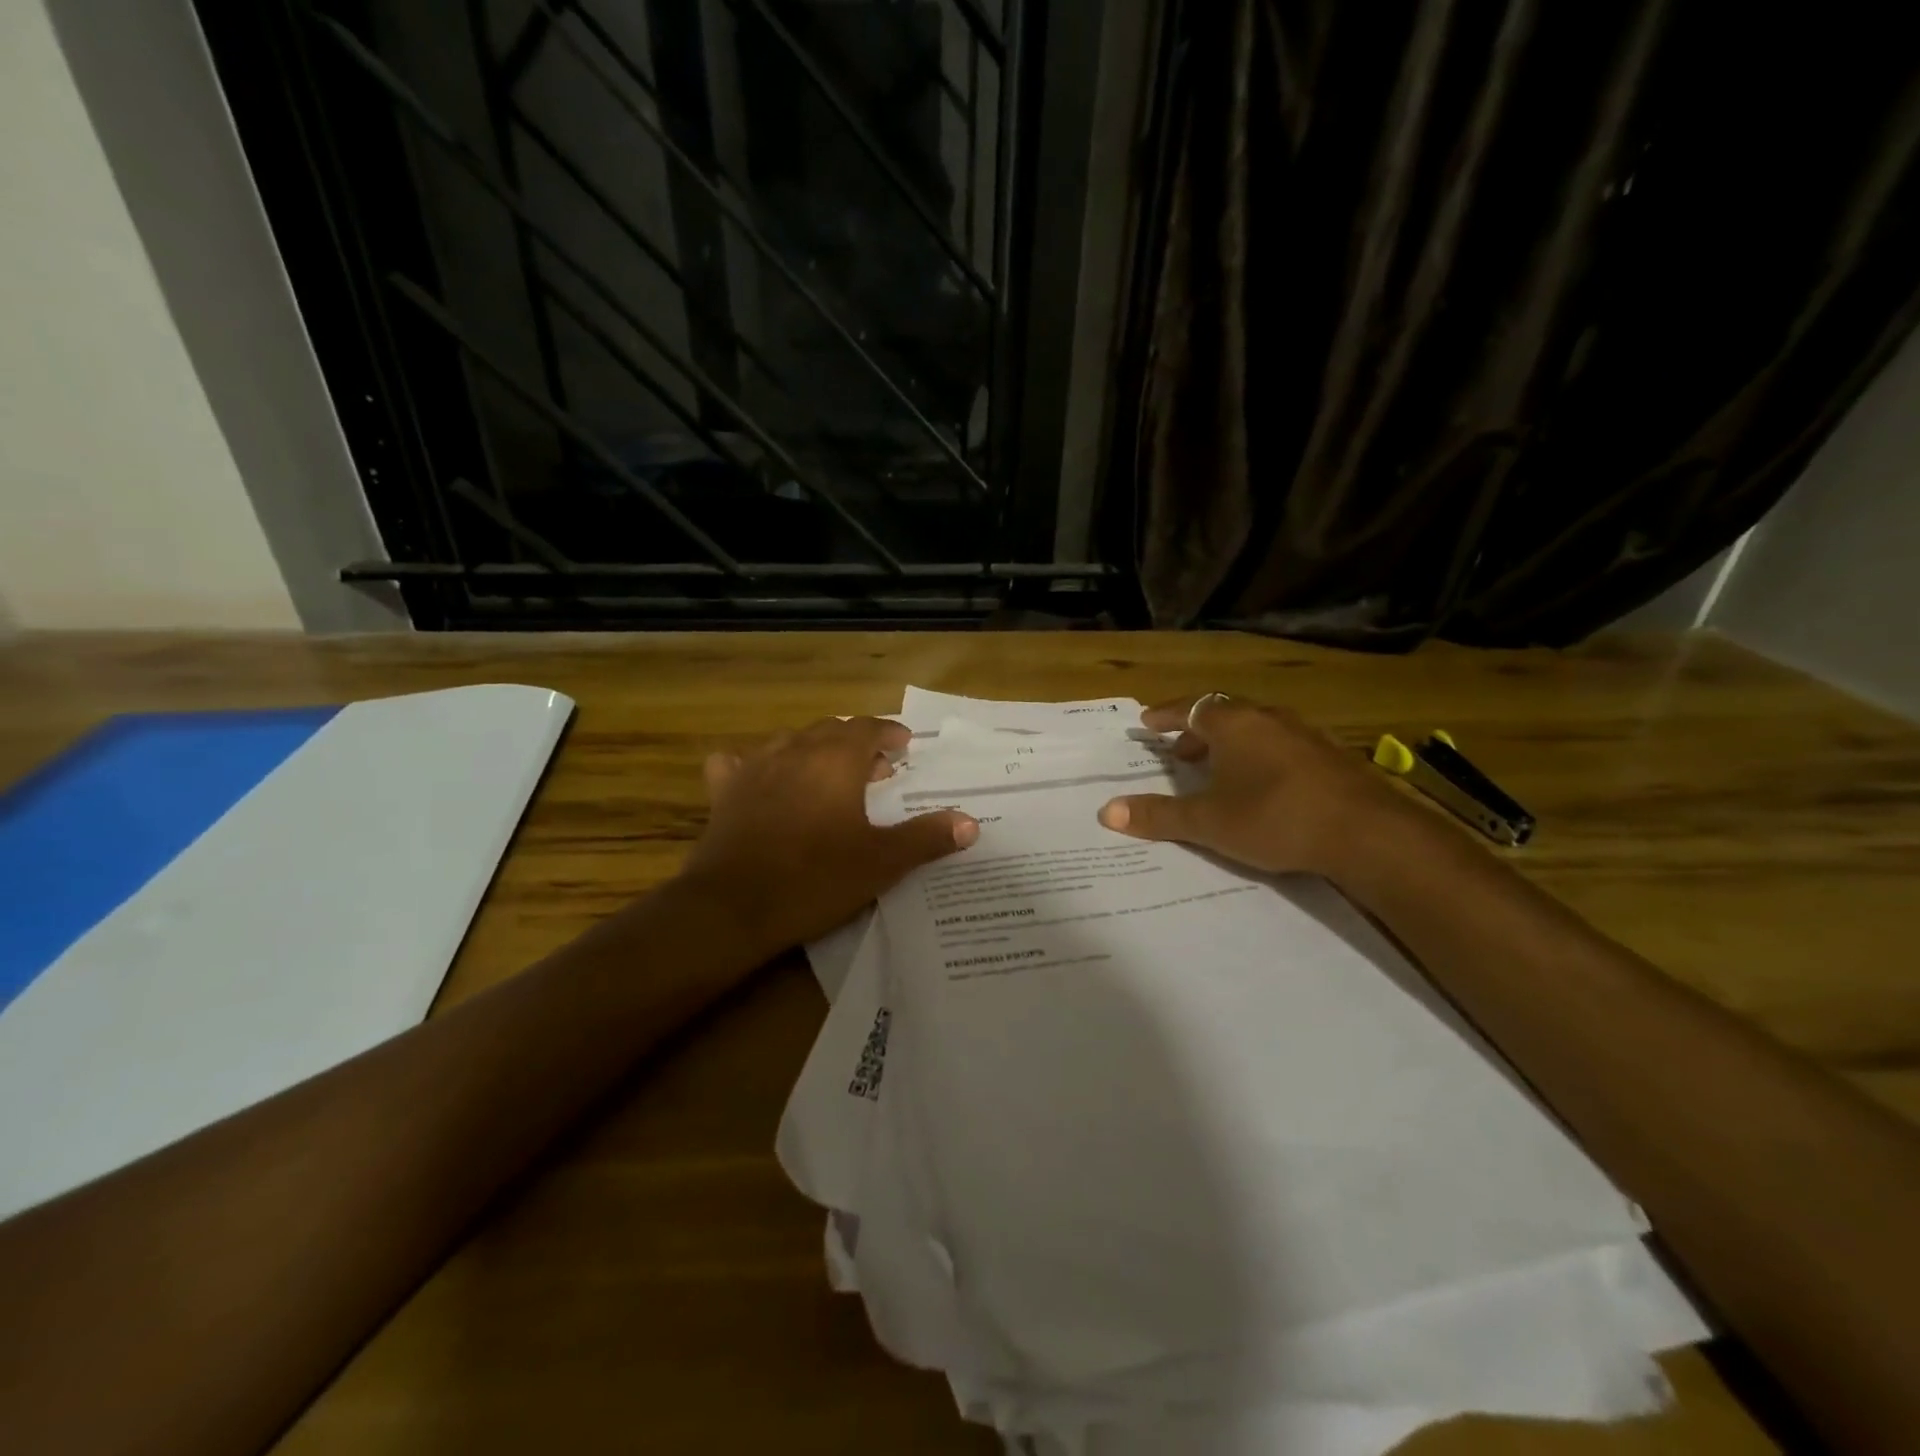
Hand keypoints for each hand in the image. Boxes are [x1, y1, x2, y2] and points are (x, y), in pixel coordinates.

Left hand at [677, 716, 977, 957]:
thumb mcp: (882, 862)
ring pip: (790, 741)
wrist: (735, 906)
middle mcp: (796, 751)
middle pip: (831, 730)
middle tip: (876, 769)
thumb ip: (926, 837)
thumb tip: (971, 823)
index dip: (889, 733)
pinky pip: (738, 763)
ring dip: (814, 749)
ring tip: (828, 773)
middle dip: (856, 742)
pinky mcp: (725, 792)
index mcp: (836, 760)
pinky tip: (761, 779)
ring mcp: (755, 768)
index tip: (904, 745)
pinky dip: (755, 765)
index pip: (868, 728)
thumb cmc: (816, 878)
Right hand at [1097, 694, 1416, 878]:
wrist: (1368, 833)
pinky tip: (1264, 786)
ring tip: (1219, 771)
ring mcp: (1306, 735)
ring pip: (1257, 729)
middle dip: (1197, 732)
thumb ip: (1158, 816)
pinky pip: (1283, 746)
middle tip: (1180, 753)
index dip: (1167, 716)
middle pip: (1225, 713)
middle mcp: (1269, 719)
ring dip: (1231, 745)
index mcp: (1234, 725)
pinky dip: (1262, 757)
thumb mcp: (1208, 823)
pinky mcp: (1333, 757)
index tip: (1148, 723)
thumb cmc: (1275, 817)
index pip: (1191, 707)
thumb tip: (1106, 812)